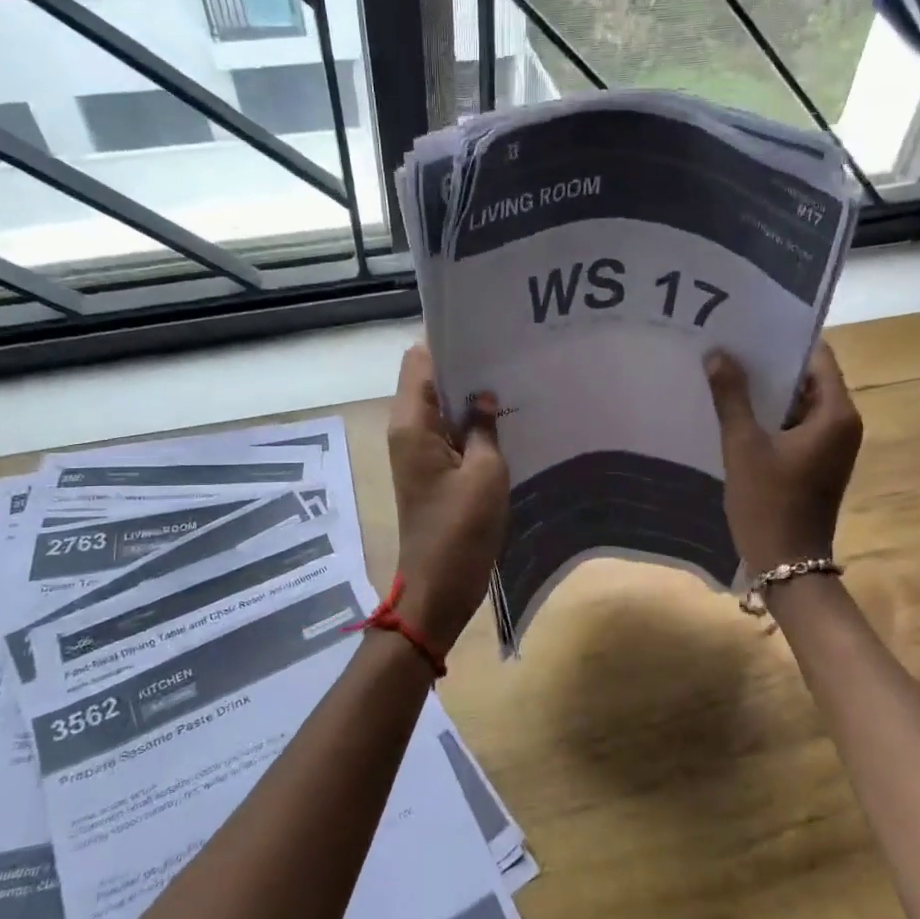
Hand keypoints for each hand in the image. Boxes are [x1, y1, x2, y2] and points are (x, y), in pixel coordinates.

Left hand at [386, 345, 509, 651]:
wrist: (439, 587)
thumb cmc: (461, 530)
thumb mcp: (486, 473)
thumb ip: (484, 426)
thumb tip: (484, 395)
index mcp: (412, 424)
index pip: (420, 360)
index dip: (448, 341)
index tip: (485, 330)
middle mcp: (407, 431)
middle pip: (429, 380)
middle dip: (464, 365)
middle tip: (509, 353)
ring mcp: (418, 452)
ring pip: (440, 406)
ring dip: (469, 395)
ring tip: (511, 380)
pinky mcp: (431, 471)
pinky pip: (448, 432)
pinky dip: (469, 422)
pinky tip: (504, 419)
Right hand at [705, 341, 863, 574]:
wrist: (787, 565)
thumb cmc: (768, 503)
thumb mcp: (743, 446)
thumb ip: (731, 397)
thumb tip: (718, 353)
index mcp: (836, 414)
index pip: (817, 357)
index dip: (784, 339)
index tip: (749, 326)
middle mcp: (842, 423)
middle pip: (808, 378)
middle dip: (770, 364)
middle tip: (729, 346)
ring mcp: (831, 445)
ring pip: (799, 403)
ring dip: (767, 391)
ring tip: (726, 372)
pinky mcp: (817, 462)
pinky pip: (795, 425)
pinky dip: (770, 416)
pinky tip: (735, 410)